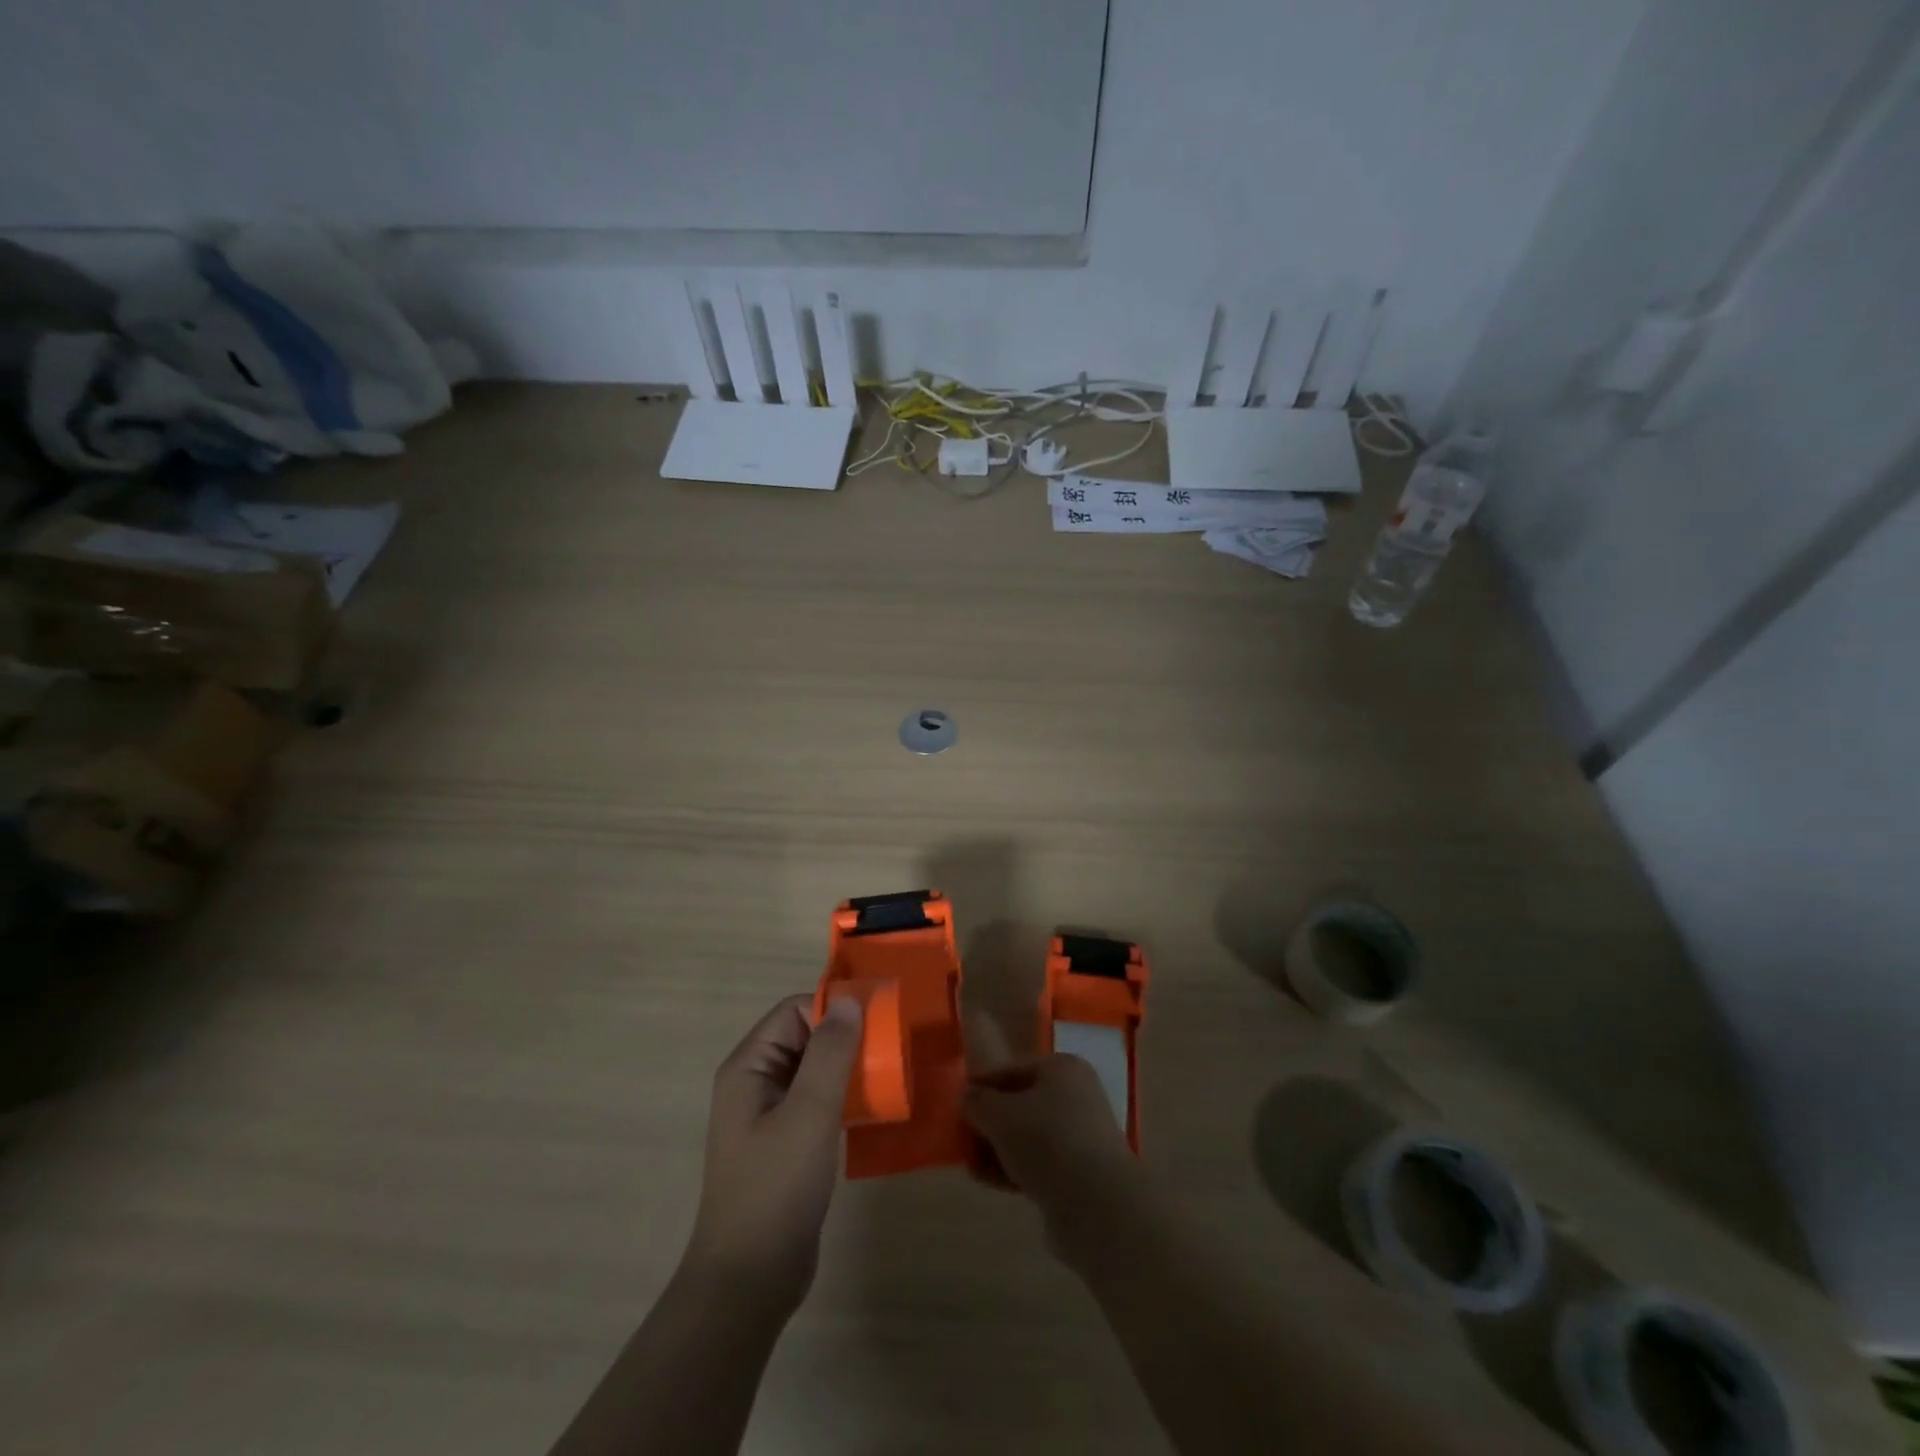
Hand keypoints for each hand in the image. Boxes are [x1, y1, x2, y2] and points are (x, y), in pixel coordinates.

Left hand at [684, 994, 862, 1311]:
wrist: (750, 1282)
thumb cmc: (775, 1188)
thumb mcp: (808, 1113)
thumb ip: (829, 1053)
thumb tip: (848, 999)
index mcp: (749, 1067)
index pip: (794, 1012)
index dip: (833, 1009)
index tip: (878, 1020)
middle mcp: (756, 1083)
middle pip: (805, 1037)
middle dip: (847, 1037)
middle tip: (892, 1047)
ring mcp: (771, 1115)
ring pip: (816, 1070)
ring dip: (850, 1067)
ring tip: (890, 1072)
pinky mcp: (788, 1143)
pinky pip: (819, 1101)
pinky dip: (846, 1096)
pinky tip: (874, 1106)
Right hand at [962, 1015, 1140, 1241]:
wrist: (1097, 1205)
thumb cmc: (1047, 1141)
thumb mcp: (1001, 1115)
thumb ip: (978, 1102)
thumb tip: (966, 1095)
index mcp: (1062, 1068)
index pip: (1013, 1069)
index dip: (983, 1085)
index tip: (957, 1103)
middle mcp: (1076, 1096)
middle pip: (1021, 1103)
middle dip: (990, 1122)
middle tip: (963, 1139)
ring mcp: (1081, 1136)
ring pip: (1029, 1136)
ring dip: (999, 1150)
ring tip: (971, 1166)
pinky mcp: (1081, 1173)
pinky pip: (1040, 1163)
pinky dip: (1015, 1169)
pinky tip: (990, 1182)